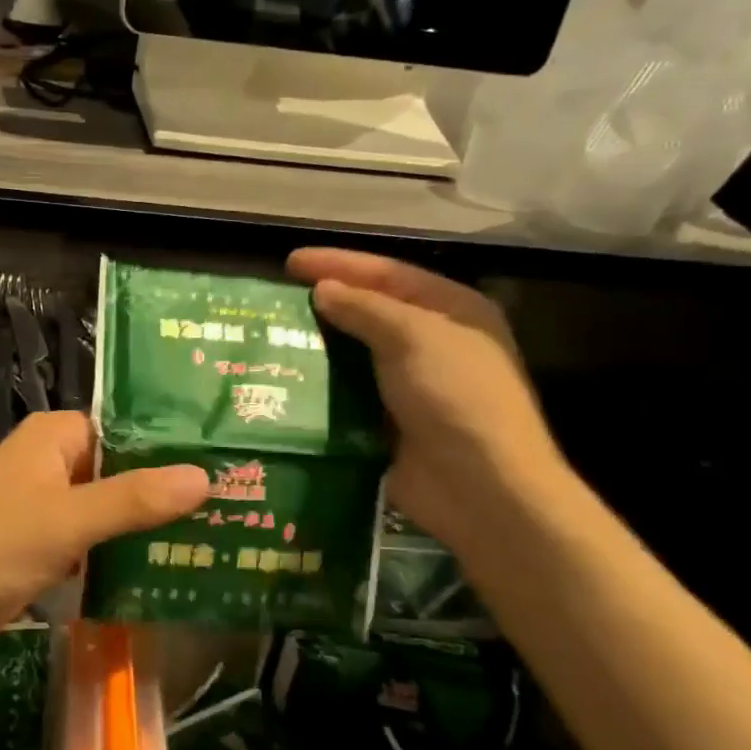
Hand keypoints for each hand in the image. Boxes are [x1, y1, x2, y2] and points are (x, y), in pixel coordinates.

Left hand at [0, 411, 208, 664]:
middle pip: (123, 470)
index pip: (129, 428)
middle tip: (237, 506)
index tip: (230, 463)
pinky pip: (94, 543)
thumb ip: (133, 499)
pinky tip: (169, 571)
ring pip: (110, 509)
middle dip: (169, 491)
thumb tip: (205, 476)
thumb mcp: (66, 520)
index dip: (175, 445)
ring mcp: (47, 509)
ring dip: (149, 526)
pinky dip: (122, 555)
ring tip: (218, 538)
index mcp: (56, 438)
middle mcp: (53, 464)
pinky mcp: (43, 549)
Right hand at [288, 248, 565, 546]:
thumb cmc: (455, 397)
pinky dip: (321, 388)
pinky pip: (348, 395)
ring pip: (356, 355)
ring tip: (272, 338)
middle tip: (275, 300)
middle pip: (371, 312)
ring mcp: (411, 386)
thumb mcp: (413, 337)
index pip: (388, 274)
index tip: (290, 262)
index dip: (339, 264)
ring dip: (319, 347)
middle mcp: (433, 343)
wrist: (478, 487)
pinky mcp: (389, 423)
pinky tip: (286, 382)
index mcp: (452, 311)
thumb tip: (323, 289)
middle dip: (326, 304)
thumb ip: (365, 308)